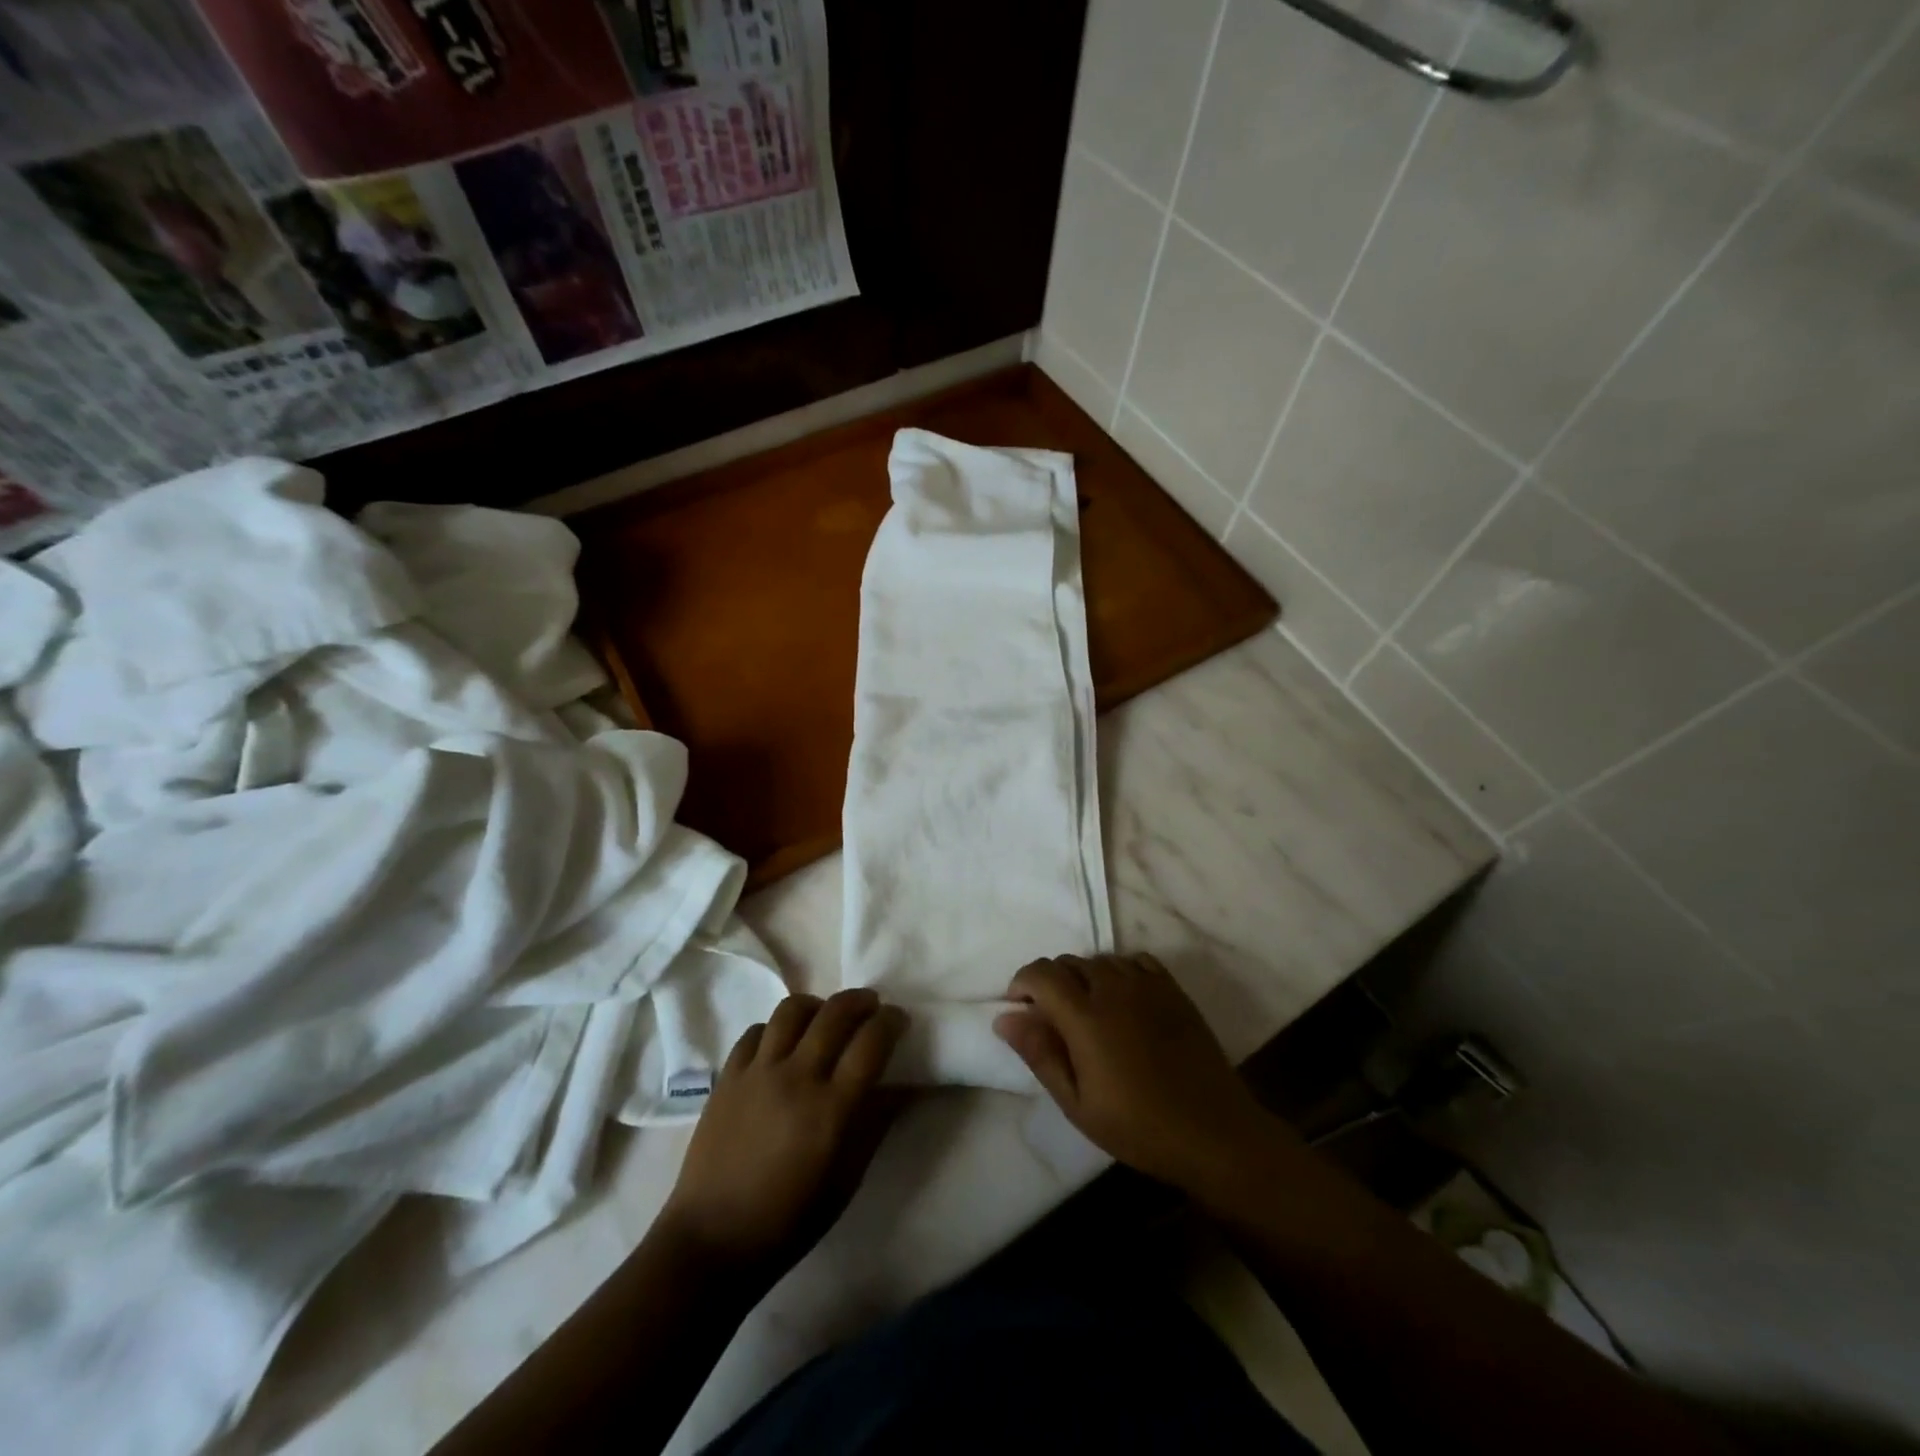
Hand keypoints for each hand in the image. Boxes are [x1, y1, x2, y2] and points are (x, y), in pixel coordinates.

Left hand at [658, 989, 907, 1281]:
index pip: (871, 1042)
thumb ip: (876, 1125)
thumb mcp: (847, 1181)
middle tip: (870, 1008)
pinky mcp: (727, 1076)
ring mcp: (758, 1072)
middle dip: (860, 1001)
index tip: (898, 1019)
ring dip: (817, 1006)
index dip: (891, 1022)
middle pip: (835, 1013)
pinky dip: (776, 1029)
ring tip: (824, 1019)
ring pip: (792, 1010)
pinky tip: (782, 1045)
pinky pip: (756, 1031)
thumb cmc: (789, 1220)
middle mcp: (796, 1077)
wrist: (712, 1240)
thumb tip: (904, 1087)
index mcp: (831, 1108)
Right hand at [993, 954, 1283, 1194]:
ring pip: (1100, 959)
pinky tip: (1122, 1000)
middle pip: (1068, 962)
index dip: (1022, 983)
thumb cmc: (1138, 1126)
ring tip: (1087, 1011)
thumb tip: (1005, 1017)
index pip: (1041, 973)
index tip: (1020, 1009)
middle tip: (1052, 1020)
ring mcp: (1147, 984)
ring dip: (1083, 976)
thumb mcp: (1077, 1103)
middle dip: (1050, 982)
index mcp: (1085, 1016)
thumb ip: (1039, 1054)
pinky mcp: (1172, 989)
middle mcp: (1113, 988)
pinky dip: (1118, 971)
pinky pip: (1134, 961)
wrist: (1213, 1132)